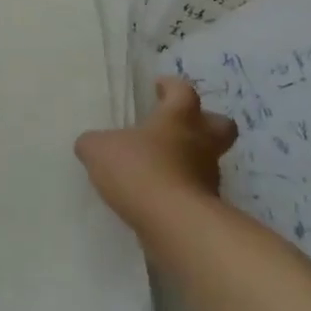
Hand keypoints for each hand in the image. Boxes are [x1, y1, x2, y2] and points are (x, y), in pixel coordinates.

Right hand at [75, 77, 237, 229]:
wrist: (174, 224)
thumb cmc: (139, 170)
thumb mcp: (99, 150)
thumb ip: (93, 143)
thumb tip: (90, 144)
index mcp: (179, 118)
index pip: (183, 91)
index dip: (172, 86)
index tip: (159, 86)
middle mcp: (201, 143)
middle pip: (220, 125)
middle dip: (204, 122)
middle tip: (178, 127)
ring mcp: (209, 178)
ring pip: (207, 160)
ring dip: (189, 161)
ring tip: (158, 169)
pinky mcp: (208, 209)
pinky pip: (196, 192)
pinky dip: (180, 191)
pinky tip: (156, 198)